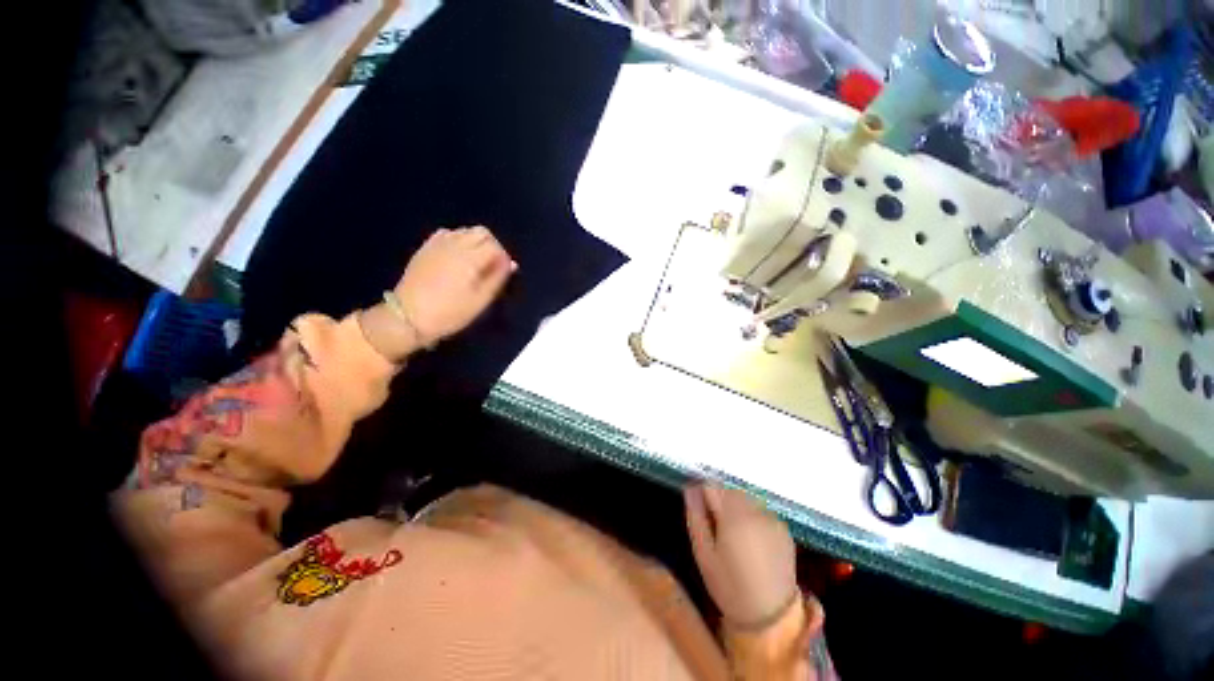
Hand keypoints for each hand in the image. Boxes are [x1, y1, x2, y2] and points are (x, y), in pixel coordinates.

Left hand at [396, 226, 515, 343]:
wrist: (408, 317)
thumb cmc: (450, 312)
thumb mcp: (480, 300)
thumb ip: (497, 279)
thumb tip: (510, 264)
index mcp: (470, 258)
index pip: (495, 246)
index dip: (503, 258)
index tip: (503, 273)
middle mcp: (455, 245)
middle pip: (481, 232)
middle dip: (492, 246)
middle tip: (492, 266)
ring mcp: (437, 244)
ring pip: (464, 231)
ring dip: (476, 243)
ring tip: (476, 263)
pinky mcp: (425, 248)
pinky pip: (447, 234)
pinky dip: (457, 241)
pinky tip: (457, 257)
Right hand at [685, 483, 797, 628]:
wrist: (770, 616)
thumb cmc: (729, 586)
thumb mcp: (703, 554)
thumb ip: (696, 516)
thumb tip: (690, 488)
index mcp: (733, 517)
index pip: (712, 485)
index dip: (703, 495)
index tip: (701, 512)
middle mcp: (755, 511)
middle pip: (729, 489)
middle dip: (720, 501)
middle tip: (716, 527)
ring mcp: (772, 518)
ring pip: (745, 497)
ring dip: (736, 506)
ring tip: (733, 534)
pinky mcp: (783, 528)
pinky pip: (760, 510)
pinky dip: (752, 516)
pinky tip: (751, 539)